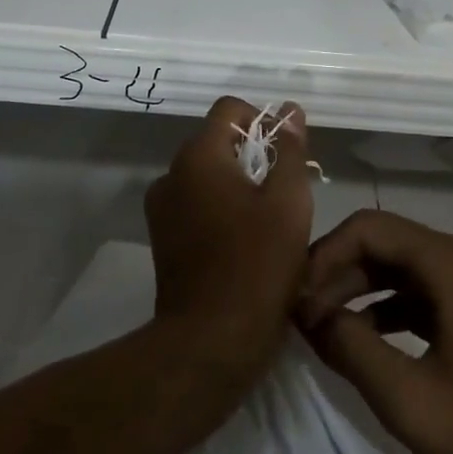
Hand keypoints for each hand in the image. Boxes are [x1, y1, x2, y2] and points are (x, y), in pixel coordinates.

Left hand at [145, 96, 315, 381]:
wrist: (210, 343)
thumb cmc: (257, 266)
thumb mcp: (289, 203)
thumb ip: (290, 150)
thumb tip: (289, 111)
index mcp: (198, 156)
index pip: (229, 110)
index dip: (262, 120)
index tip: (287, 152)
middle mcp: (171, 174)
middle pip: (216, 142)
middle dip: (253, 155)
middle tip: (286, 190)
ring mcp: (162, 208)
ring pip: (206, 175)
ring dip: (236, 184)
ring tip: (268, 219)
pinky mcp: (162, 238)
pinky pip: (195, 204)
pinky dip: (219, 209)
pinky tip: (244, 240)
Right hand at [297, 210, 452, 453]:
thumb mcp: (408, 399)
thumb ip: (349, 347)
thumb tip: (307, 314)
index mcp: (452, 263)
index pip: (369, 228)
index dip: (325, 255)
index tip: (295, 297)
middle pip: (385, 242)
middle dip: (338, 272)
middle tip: (301, 314)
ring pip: (402, 266)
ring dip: (359, 289)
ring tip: (322, 326)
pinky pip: (423, 290)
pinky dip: (388, 306)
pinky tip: (362, 338)